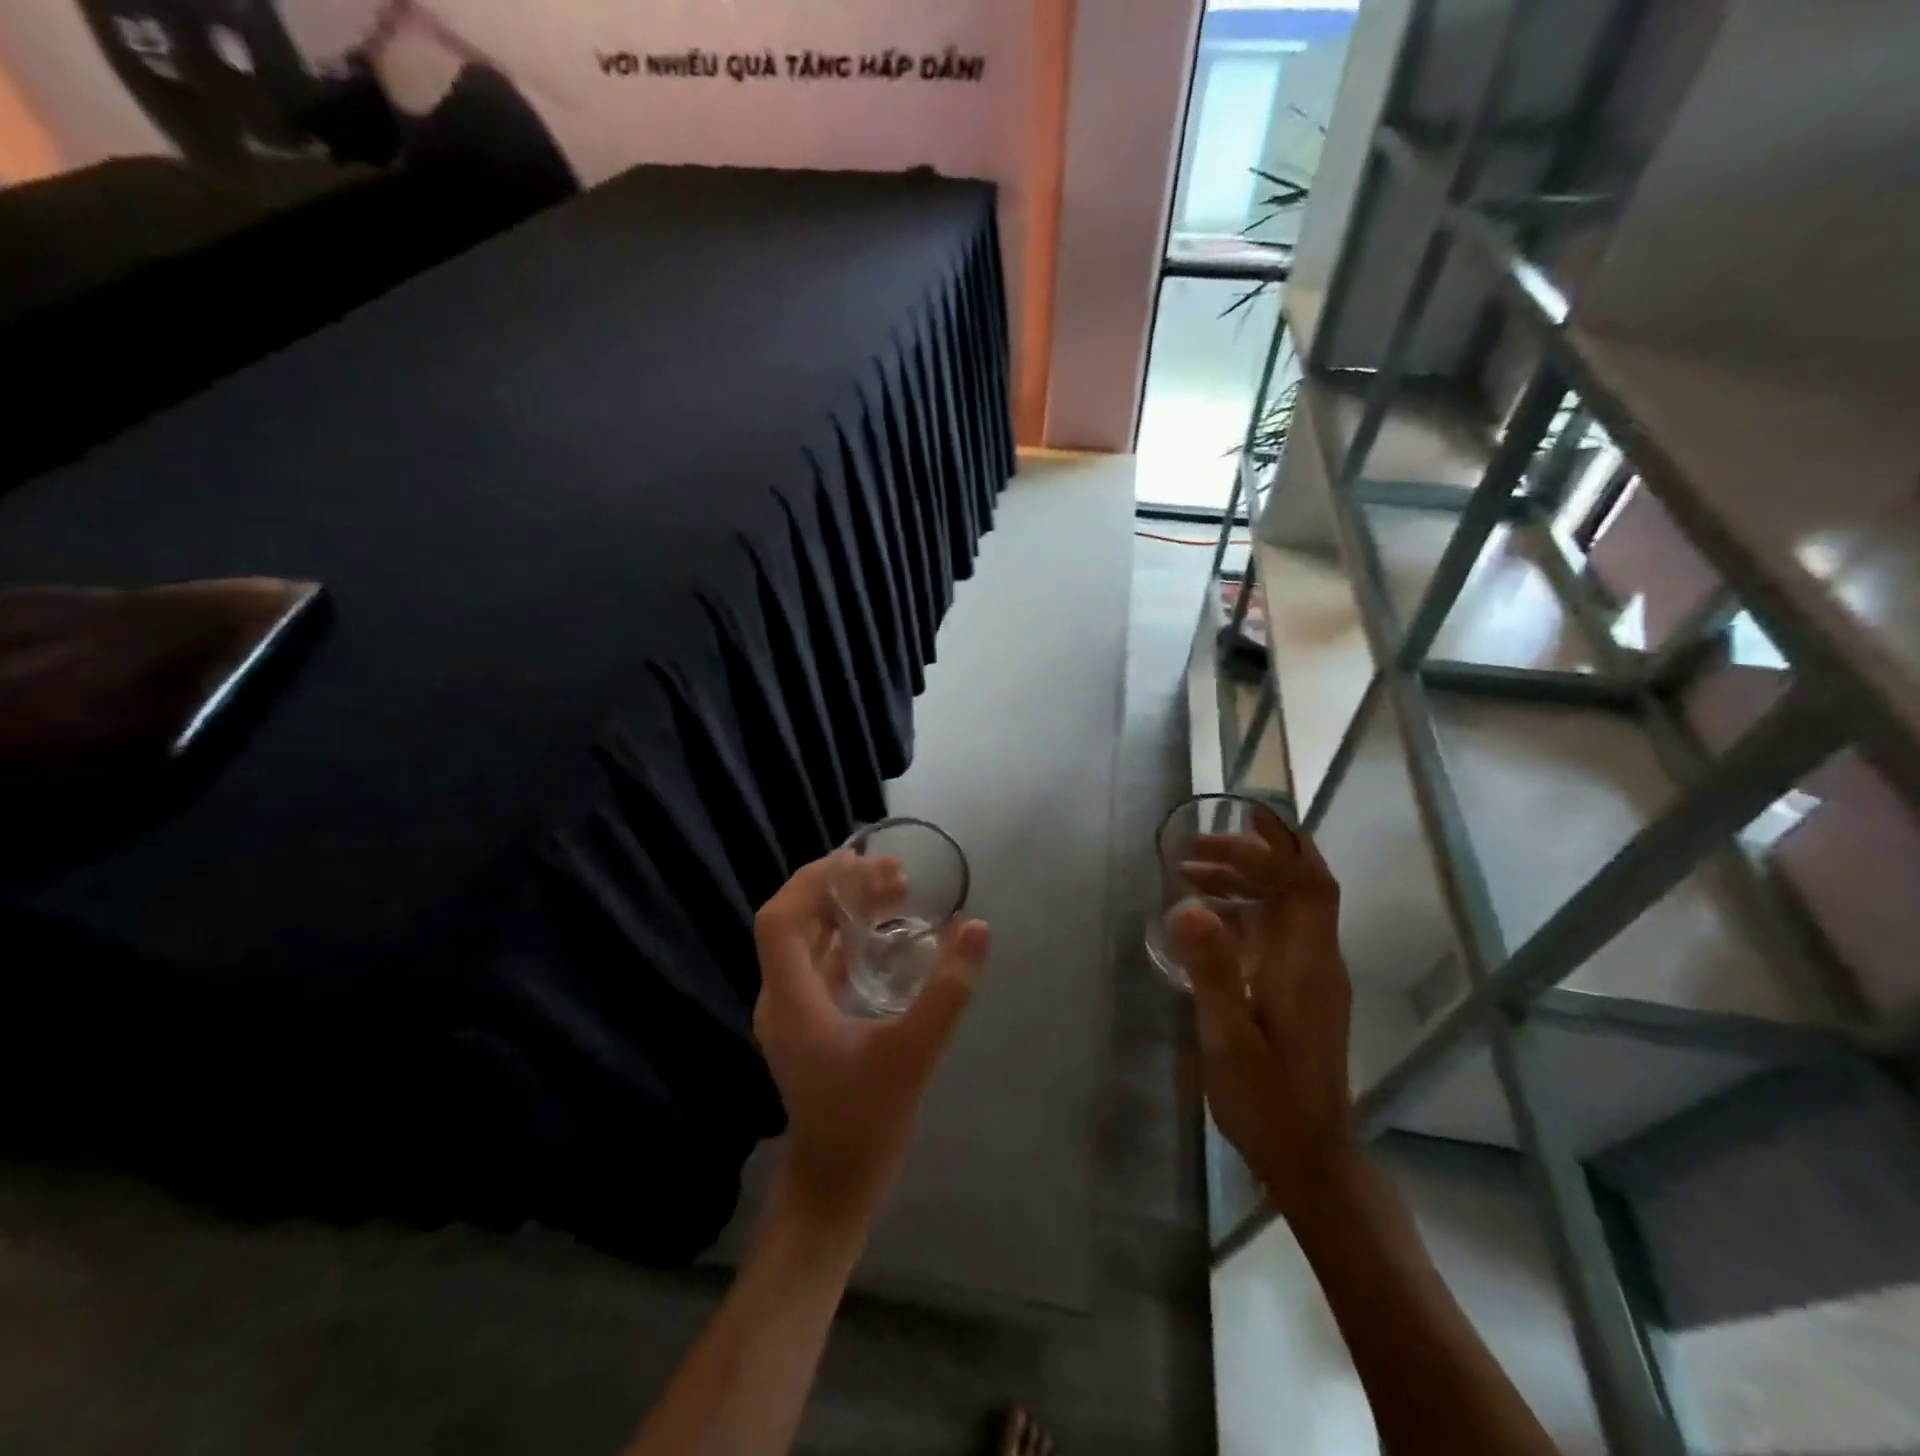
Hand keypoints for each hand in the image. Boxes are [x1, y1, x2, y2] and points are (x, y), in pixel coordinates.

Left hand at [753, 852, 990, 1235]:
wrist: (837, 1186)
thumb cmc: (868, 1123)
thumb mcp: (914, 1054)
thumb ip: (947, 991)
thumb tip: (977, 927)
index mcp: (790, 1003)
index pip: (780, 920)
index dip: (814, 881)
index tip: (862, 863)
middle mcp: (780, 998)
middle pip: (794, 921)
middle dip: (839, 887)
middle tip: (895, 874)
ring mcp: (791, 1010)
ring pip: (807, 937)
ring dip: (845, 908)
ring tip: (896, 891)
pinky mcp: (807, 1020)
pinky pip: (820, 959)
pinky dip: (848, 935)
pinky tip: (886, 932)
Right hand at [1171, 808, 1355, 1220]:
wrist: (1309, 1159)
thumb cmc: (1268, 1100)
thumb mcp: (1229, 1037)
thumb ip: (1212, 970)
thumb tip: (1187, 904)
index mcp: (1307, 963)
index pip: (1306, 881)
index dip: (1275, 846)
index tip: (1228, 825)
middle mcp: (1316, 959)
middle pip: (1299, 883)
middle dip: (1252, 854)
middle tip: (1193, 847)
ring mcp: (1311, 976)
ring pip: (1286, 905)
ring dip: (1244, 880)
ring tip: (1189, 872)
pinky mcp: (1300, 991)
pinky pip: (1275, 930)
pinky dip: (1243, 910)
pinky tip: (1205, 919)